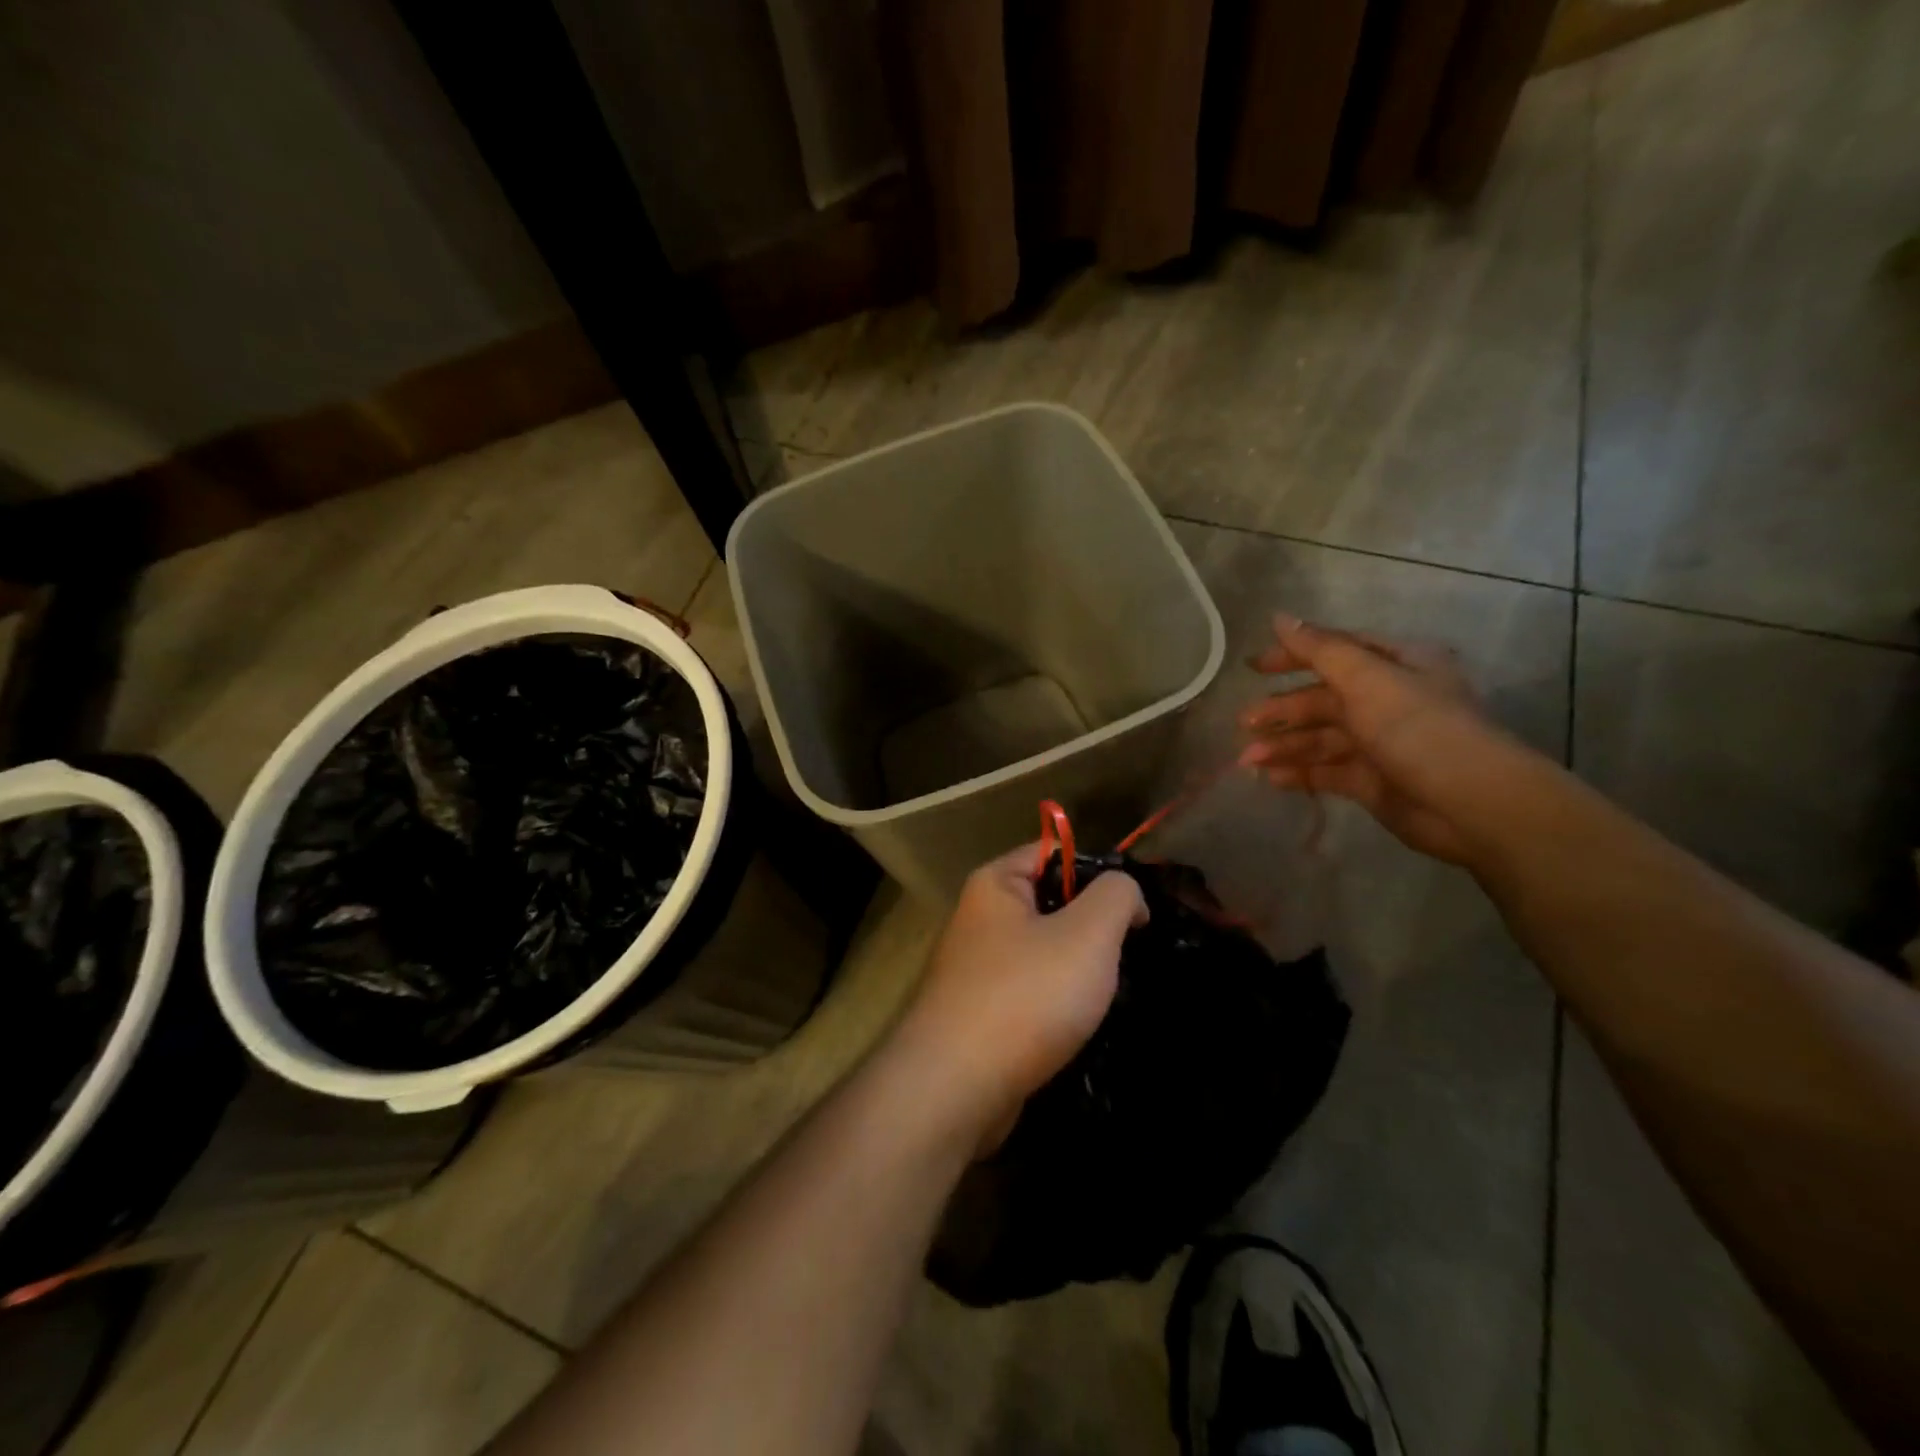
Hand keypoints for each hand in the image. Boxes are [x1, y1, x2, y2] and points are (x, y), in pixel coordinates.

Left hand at [890, 844, 1147, 1151]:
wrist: (956, 1088)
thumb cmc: (1026, 995)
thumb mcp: (1089, 932)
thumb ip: (1117, 895)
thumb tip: (1126, 895)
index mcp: (995, 883)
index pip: (1054, 852)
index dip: (1099, 873)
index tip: (1135, 911)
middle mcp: (979, 918)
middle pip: (1051, 903)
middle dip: (1092, 927)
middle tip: (1126, 955)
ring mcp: (976, 968)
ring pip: (1044, 952)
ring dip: (1078, 971)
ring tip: (1108, 994)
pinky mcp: (980, 1013)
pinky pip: (1030, 992)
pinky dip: (1056, 1005)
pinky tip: (1079, 1027)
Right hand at [1239, 614, 1494, 863]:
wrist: (1470, 804)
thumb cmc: (1418, 728)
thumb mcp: (1367, 679)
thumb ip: (1320, 650)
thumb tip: (1280, 618)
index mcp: (1397, 665)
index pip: (1336, 652)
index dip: (1293, 656)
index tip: (1253, 668)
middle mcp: (1388, 700)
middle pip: (1323, 699)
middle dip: (1282, 710)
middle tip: (1244, 722)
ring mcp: (1380, 743)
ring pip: (1320, 738)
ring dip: (1283, 745)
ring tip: (1247, 759)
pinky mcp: (1372, 781)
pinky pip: (1326, 771)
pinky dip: (1297, 773)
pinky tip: (1268, 778)